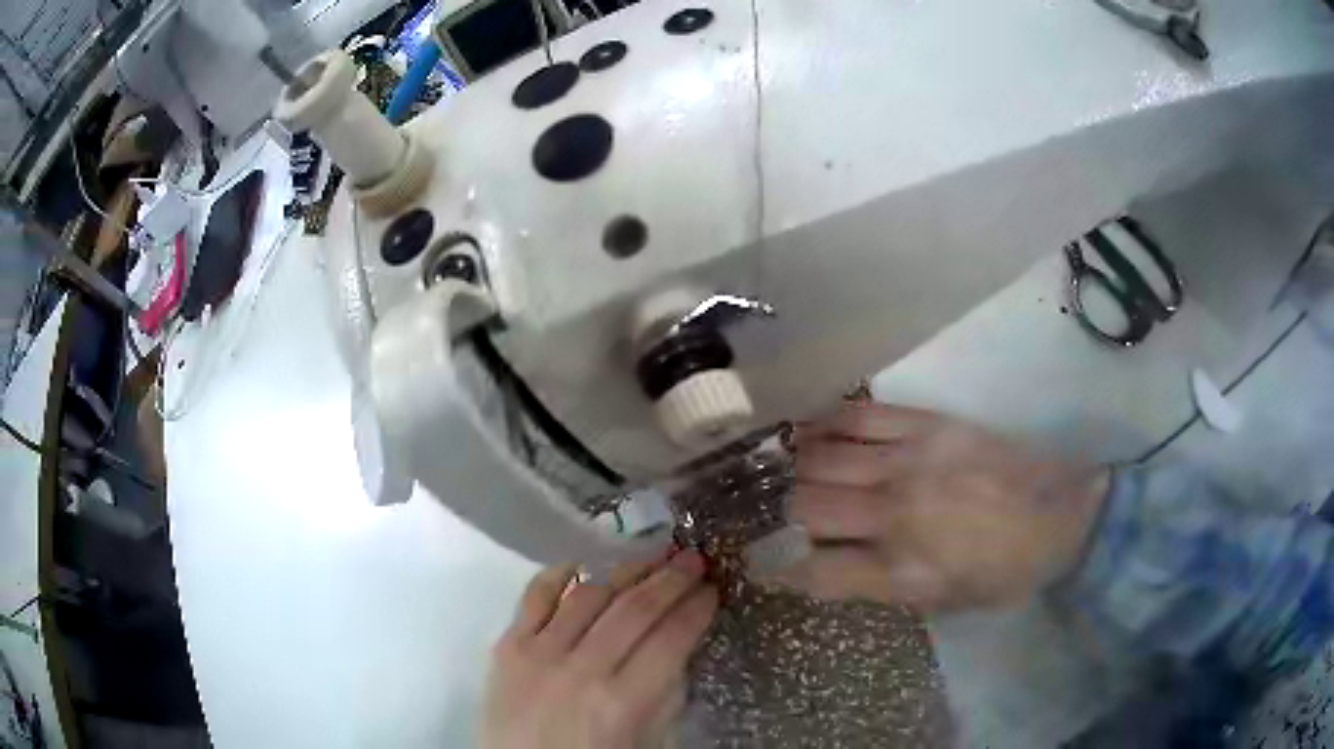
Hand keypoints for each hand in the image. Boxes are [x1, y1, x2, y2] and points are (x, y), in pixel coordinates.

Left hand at [481, 551, 717, 748]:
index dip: (696, 609)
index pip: (670, 639)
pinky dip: (559, 574)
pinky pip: (534, 596)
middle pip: (634, 610)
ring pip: (590, 595)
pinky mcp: (507, 645)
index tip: (713, 590)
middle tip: (694, 559)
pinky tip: (584, 563)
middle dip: (671, 580)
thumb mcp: (648, 742)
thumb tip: (680, 647)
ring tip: (651, 558)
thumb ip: (667, 696)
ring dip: (626, 571)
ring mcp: (539, 653)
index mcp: (622, 702)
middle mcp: (582, 669)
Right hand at [783, 402, 1108, 612]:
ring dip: (786, 466)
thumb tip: (824, 568)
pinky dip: (822, 422)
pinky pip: (859, 416)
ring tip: (763, 464)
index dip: (775, 567)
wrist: (1064, 514)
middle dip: (770, 511)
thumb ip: (880, 588)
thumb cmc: (1003, 573)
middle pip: (806, 509)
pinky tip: (803, 428)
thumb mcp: (942, 605)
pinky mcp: (928, 425)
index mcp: (903, 573)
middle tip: (748, 506)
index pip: (813, 572)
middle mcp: (897, 517)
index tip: (756, 560)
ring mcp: (911, 463)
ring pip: (822, 460)